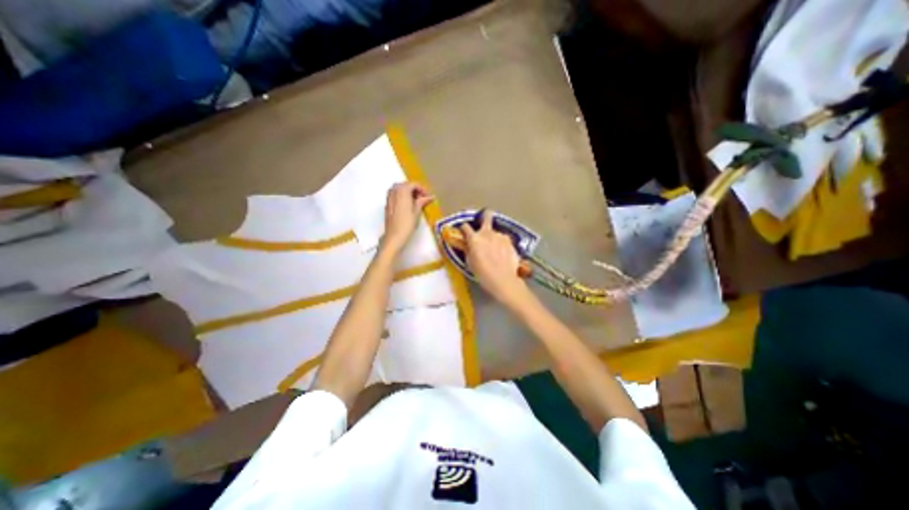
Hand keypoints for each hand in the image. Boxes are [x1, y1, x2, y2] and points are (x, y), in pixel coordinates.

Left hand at [380, 181, 434, 254]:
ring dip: (407, 191)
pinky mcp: (387, 205)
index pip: (413, 184)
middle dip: (414, 189)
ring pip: (398, 189)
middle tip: (423, 197)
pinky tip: (407, 204)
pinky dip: (401, 195)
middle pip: (405, 184)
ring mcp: (389, 198)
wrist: (394, 236)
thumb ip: (422, 202)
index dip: (422, 189)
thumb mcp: (416, 212)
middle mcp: (394, 192)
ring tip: (416, 200)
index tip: (428, 196)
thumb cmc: (407, 224)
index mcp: (402, 192)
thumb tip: (430, 197)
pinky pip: (394, 194)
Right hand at [463, 209, 534, 308]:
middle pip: (487, 216)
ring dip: (494, 237)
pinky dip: (502, 244)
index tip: (464, 231)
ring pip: (495, 232)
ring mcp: (500, 236)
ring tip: (495, 249)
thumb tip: (468, 244)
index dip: (463, 229)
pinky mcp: (510, 241)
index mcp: (474, 239)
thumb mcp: (470, 262)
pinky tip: (503, 254)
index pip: (465, 227)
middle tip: (486, 217)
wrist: (503, 279)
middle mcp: (487, 233)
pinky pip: (503, 240)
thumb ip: (469, 249)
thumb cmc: (482, 273)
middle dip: (486, 215)